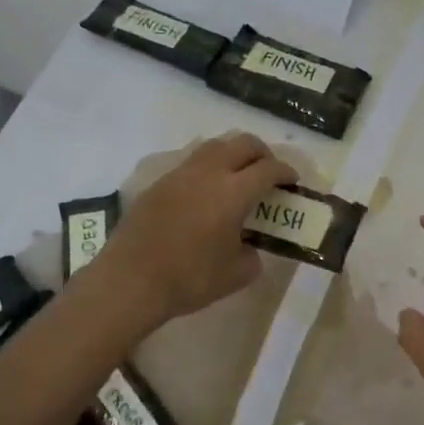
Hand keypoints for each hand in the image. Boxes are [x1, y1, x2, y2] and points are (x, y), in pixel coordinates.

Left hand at [96, 133, 296, 326]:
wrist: (130, 281)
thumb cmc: (190, 279)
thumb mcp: (236, 275)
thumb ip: (252, 255)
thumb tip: (249, 247)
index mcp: (233, 192)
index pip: (268, 169)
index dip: (286, 172)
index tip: (293, 181)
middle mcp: (208, 173)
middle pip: (243, 143)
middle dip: (262, 153)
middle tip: (269, 172)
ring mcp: (180, 174)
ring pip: (214, 146)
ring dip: (233, 154)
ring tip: (238, 176)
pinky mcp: (159, 183)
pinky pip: (191, 162)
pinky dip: (209, 167)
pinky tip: (207, 192)